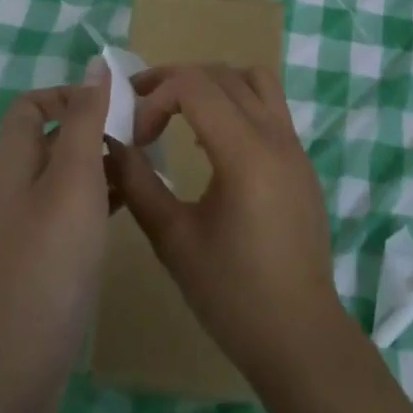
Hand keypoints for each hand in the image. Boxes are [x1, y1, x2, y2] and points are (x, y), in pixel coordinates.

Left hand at [0, 81, 112, 412]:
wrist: (14, 370)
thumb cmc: (48, 263)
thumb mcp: (73, 180)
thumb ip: (85, 120)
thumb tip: (95, 64)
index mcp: (15, 163)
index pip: (30, 106)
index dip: (68, 94)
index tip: (113, 104)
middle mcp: (16, 189)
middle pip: (52, 138)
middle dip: (94, 126)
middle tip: (144, 131)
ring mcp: (29, 228)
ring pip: (67, 176)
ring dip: (103, 162)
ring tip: (148, 163)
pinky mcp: (45, 261)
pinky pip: (74, 211)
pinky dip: (101, 198)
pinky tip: (133, 205)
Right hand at [104, 65, 342, 386]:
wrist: (300, 337)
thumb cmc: (232, 294)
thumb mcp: (173, 240)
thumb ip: (138, 183)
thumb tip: (110, 144)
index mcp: (245, 153)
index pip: (195, 85)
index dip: (155, 97)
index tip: (137, 135)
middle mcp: (275, 136)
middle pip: (221, 74)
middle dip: (176, 80)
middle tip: (141, 106)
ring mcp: (294, 145)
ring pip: (254, 80)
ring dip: (212, 83)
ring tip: (180, 111)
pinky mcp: (301, 160)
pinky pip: (270, 105)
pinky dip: (237, 102)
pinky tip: (212, 141)